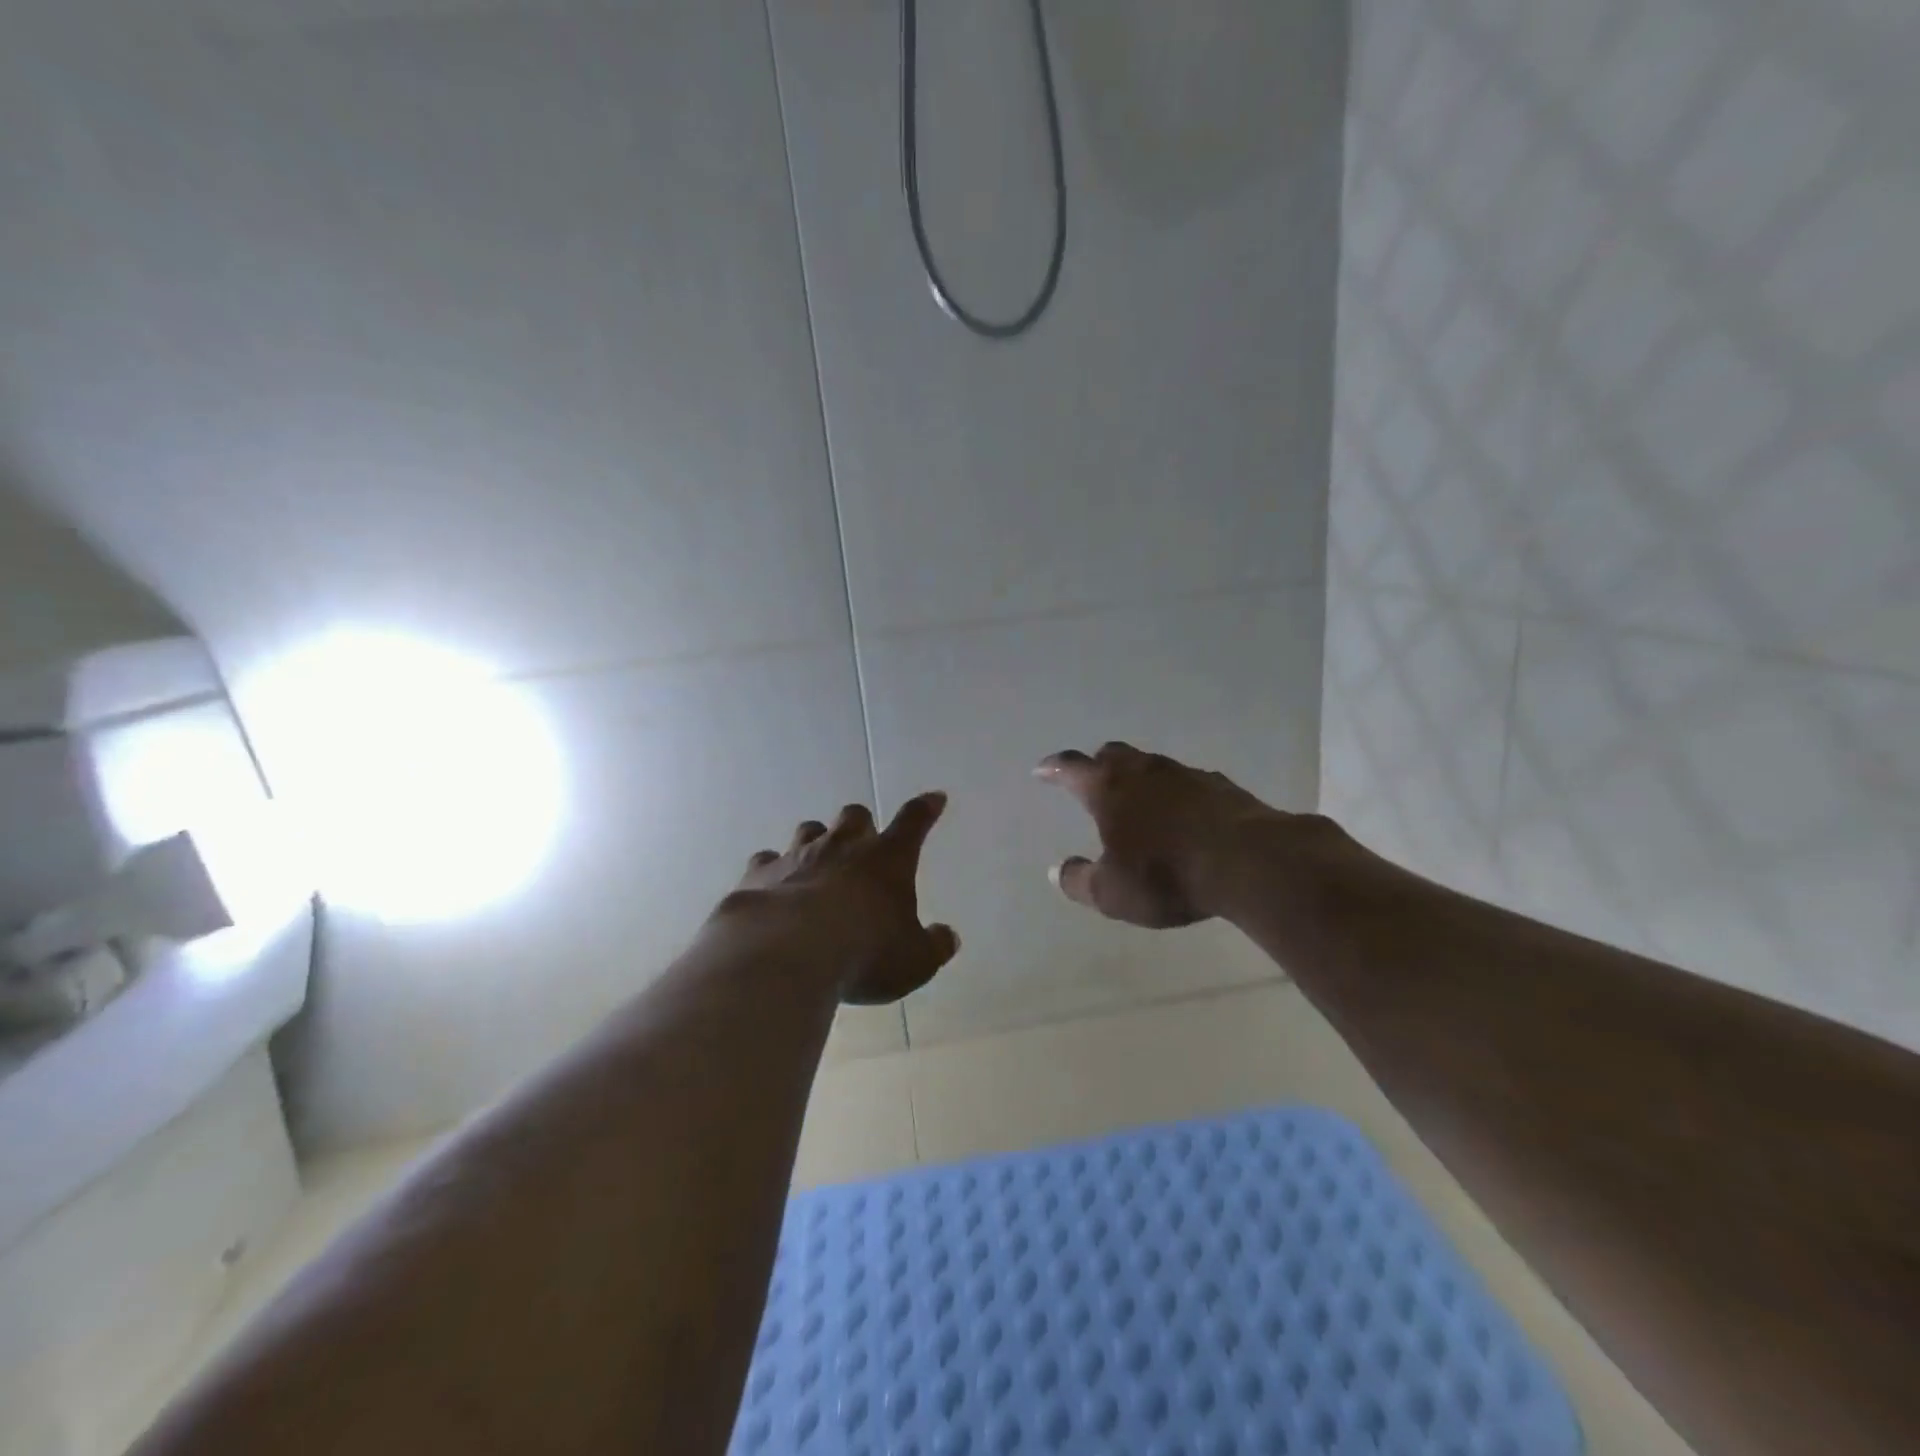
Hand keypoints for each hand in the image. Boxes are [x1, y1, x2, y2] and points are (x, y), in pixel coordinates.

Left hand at [720, 793, 959, 1004]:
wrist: (787, 953)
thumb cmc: (865, 953)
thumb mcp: (914, 961)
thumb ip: (933, 946)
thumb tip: (948, 937)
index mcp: (887, 859)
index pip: (913, 823)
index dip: (925, 810)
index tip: (934, 798)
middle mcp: (843, 847)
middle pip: (854, 816)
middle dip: (860, 825)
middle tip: (861, 845)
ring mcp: (798, 856)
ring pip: (809, 830)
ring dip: (816, 841)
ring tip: (816, 863)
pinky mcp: (760, 874)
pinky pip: (766, 861)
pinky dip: (773, 870)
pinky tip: (773, 888)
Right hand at [1035, 741, 1290, 926]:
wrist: (1249, 861)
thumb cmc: (1167, 876)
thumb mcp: (1112, 892)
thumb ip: (1079, 881)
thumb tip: (1057, 871)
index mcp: (1109, 789)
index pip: (1071, 768)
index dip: (1053, 768)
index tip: (1042, 770)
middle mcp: (1144, 772)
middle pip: (1113, 754)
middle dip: (1097, 765)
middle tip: (1092, 780)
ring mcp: (1185, 774)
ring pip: (1152, 765)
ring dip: (1139, 778)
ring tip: (1139, 800)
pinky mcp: (1221, 786)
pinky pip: (1188, 782)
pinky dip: (1176, 794)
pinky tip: (1184, 815)